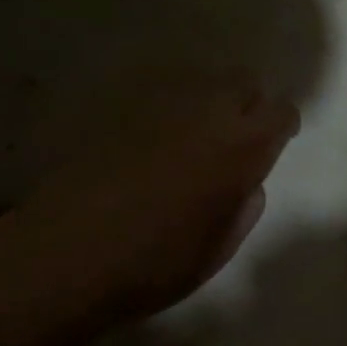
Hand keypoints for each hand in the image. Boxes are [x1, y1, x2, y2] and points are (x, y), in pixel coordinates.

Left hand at [7, 77, 299, 317]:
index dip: (282, 126)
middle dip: (249, 104)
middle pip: (244, 82)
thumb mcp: (220, 247)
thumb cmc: (155, 263)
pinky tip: (152, 142)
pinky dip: (167, 112)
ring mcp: (159, 107)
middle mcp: (207, 114)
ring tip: (195, 137)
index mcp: (242, 148)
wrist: (63, 257)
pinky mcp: (117, 111)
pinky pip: (157, 97)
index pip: (281, 111)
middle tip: (238, 137)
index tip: (276, 143)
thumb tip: (245, 185)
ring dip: (208, 103)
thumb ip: (243, 207)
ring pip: (200, 83)